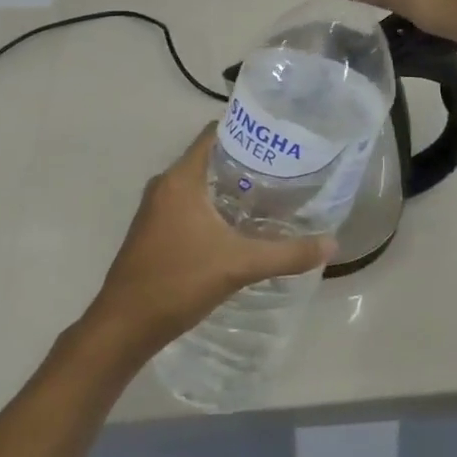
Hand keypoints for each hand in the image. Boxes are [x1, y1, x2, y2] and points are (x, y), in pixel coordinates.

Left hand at [84, 128, 332, 364]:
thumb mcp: (239, 265)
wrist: (124, 326)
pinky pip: (189, 203)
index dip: (245, 130)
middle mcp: (165, 185)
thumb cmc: (178, 282)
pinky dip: (213, 206)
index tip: (278, 137)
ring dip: (229, 186)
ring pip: (199, 183)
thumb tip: (332, 244)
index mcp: (180, 179)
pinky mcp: (154, 230)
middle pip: (209, 158)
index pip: (214, 134)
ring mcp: (156, 208)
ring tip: (269, 195)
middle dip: (244, 162)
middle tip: (283, 169)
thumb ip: (287, 254)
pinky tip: (238, 225)